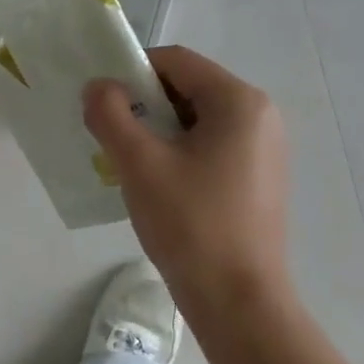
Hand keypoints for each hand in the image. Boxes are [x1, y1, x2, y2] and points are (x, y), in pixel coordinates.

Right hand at [84, 46, 290, 315]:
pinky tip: (157, 185)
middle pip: (188, 88)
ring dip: (158, 131)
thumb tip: (98, 87)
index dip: (132, 71)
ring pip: (197, 120)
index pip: (176, 61)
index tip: (101, 101)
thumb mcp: (140, 164)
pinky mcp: (259, 178)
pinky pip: (211, 147)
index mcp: (239, 102)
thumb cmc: (191, 225)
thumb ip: (111, 115)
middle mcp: (260, 116)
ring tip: (129, 163)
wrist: (239, 302)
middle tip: (110, 135)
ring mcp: (264, 149)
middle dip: (144, 104)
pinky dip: (179, 153)